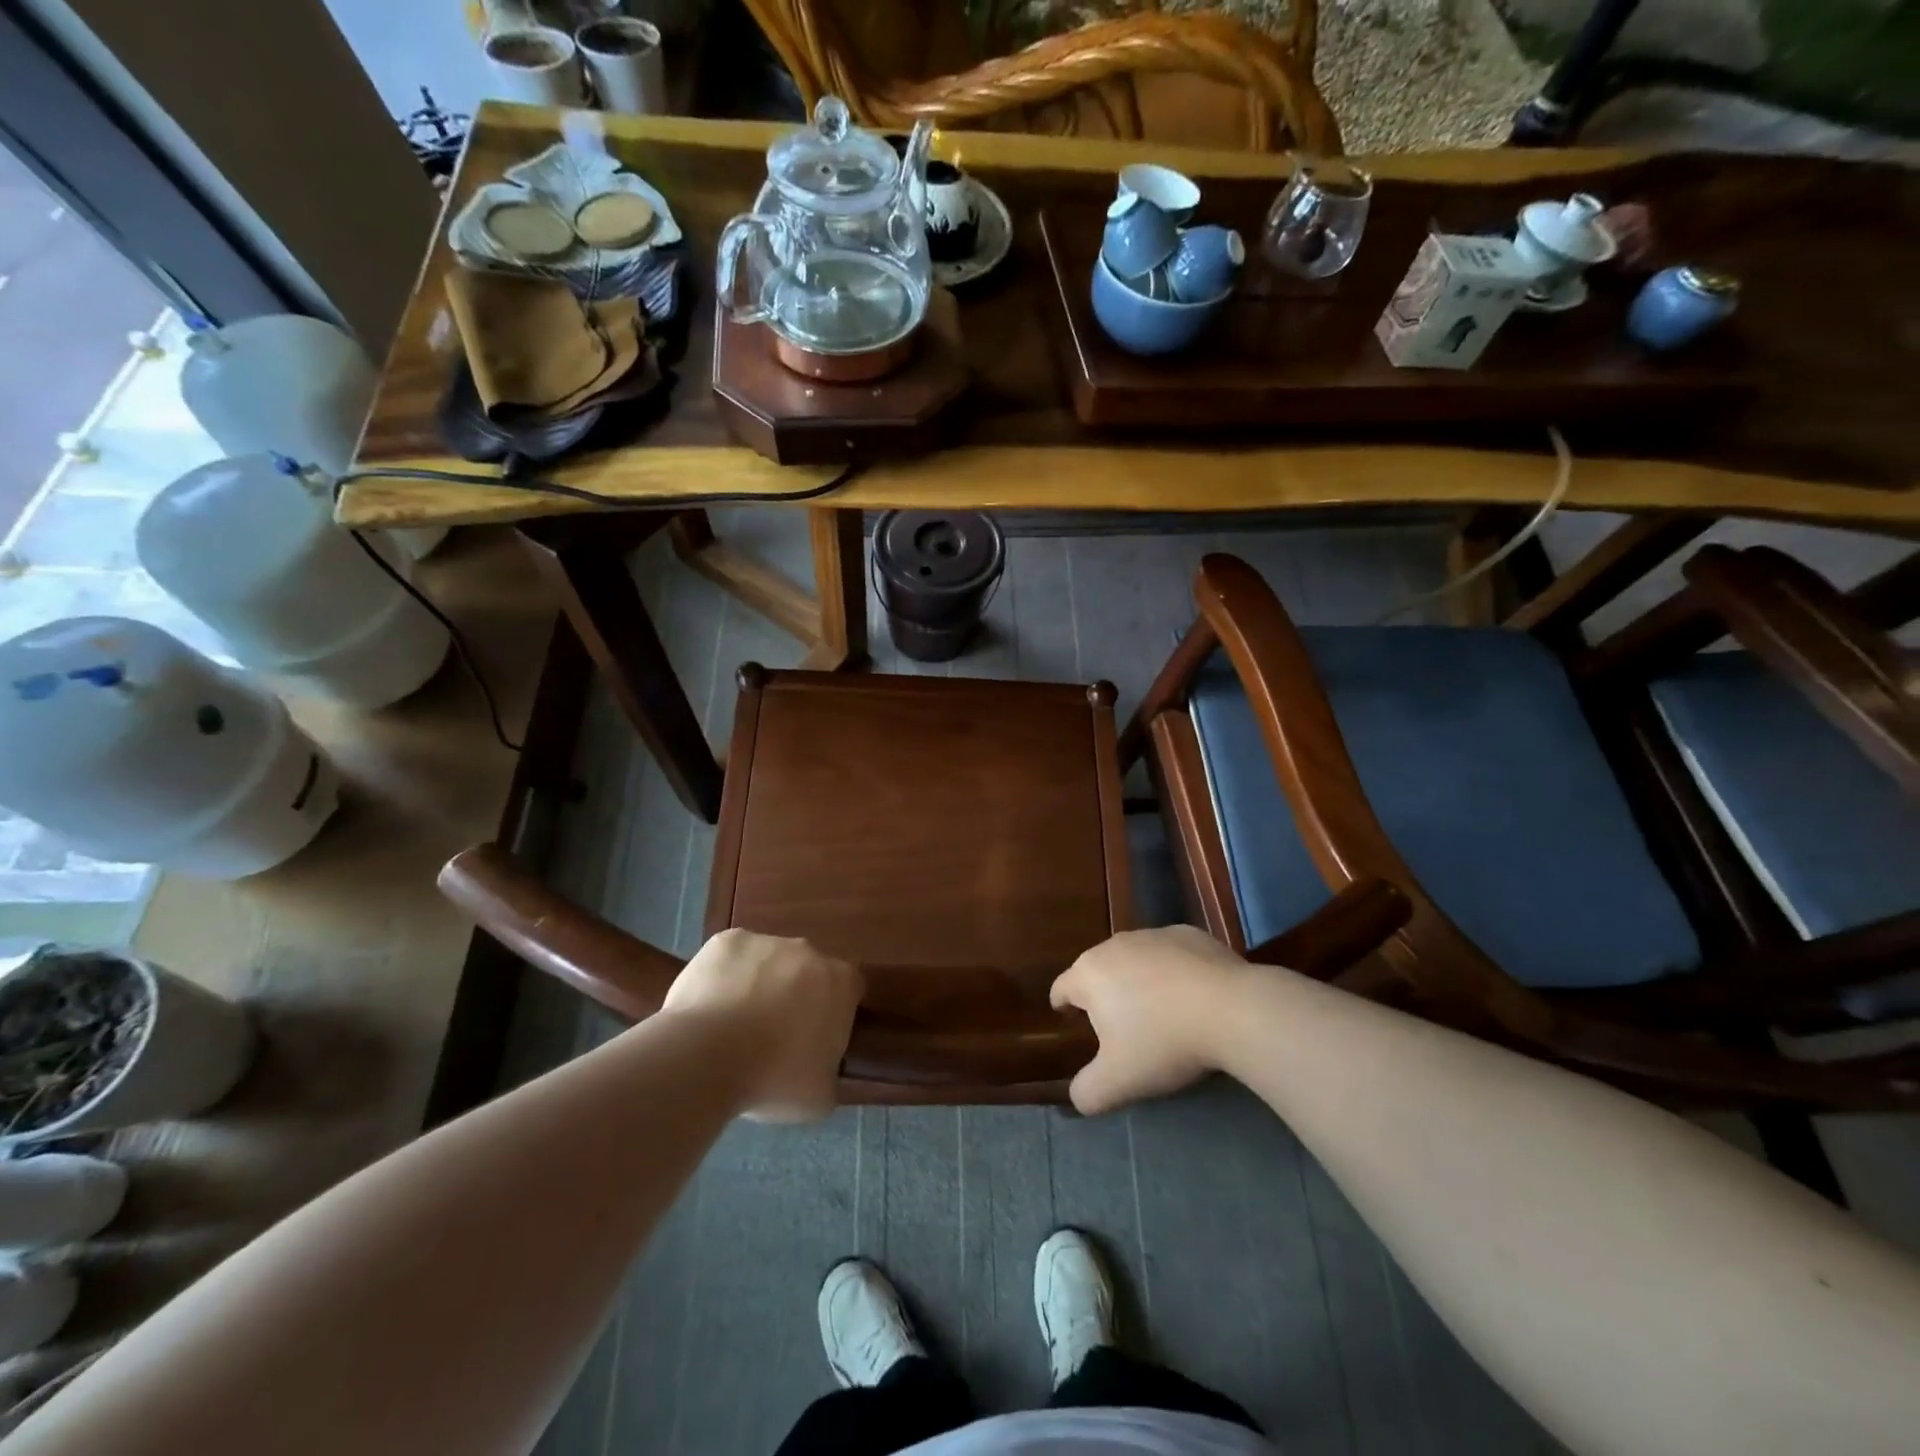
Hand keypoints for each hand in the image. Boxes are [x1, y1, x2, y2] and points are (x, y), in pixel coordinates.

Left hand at [663, 929, 862, 1122]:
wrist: (707, 1057)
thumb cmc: (773, 1079)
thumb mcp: (820, 1095)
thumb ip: (829, 1070)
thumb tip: (819, 1066)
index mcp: (840, 982)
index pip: (848, 990)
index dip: (832, 1013)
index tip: (814, 1039)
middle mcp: (808, 951)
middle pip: (807, 970)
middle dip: (795, 994)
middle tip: (773, 1035)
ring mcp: (766, 941)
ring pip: (767, 962)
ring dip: (758, 984)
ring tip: (732, 1026)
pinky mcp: (726, 941)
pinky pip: (730, 959)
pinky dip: (724, 977)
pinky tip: (708, 1009)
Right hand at [1050, 926, 1248, 1114]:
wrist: (1232, 1009)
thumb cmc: (1163, 1042)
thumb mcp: (1117, 1082)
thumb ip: (1086, 1092)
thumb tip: (1078, 1096)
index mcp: (1089, 974)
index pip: (1061, 987)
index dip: (1062, 1005)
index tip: (1068, 1019)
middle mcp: (1114, 945)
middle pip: (1098, 970)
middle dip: (1103, 994)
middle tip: (1119, 1027)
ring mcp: (1154, 935)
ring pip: (1134, 959)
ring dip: (1137, 980)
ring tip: (1157, 1012)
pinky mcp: (1189, 934)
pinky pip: (1170, 955)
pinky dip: (1172, 972)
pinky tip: (1191, 997)